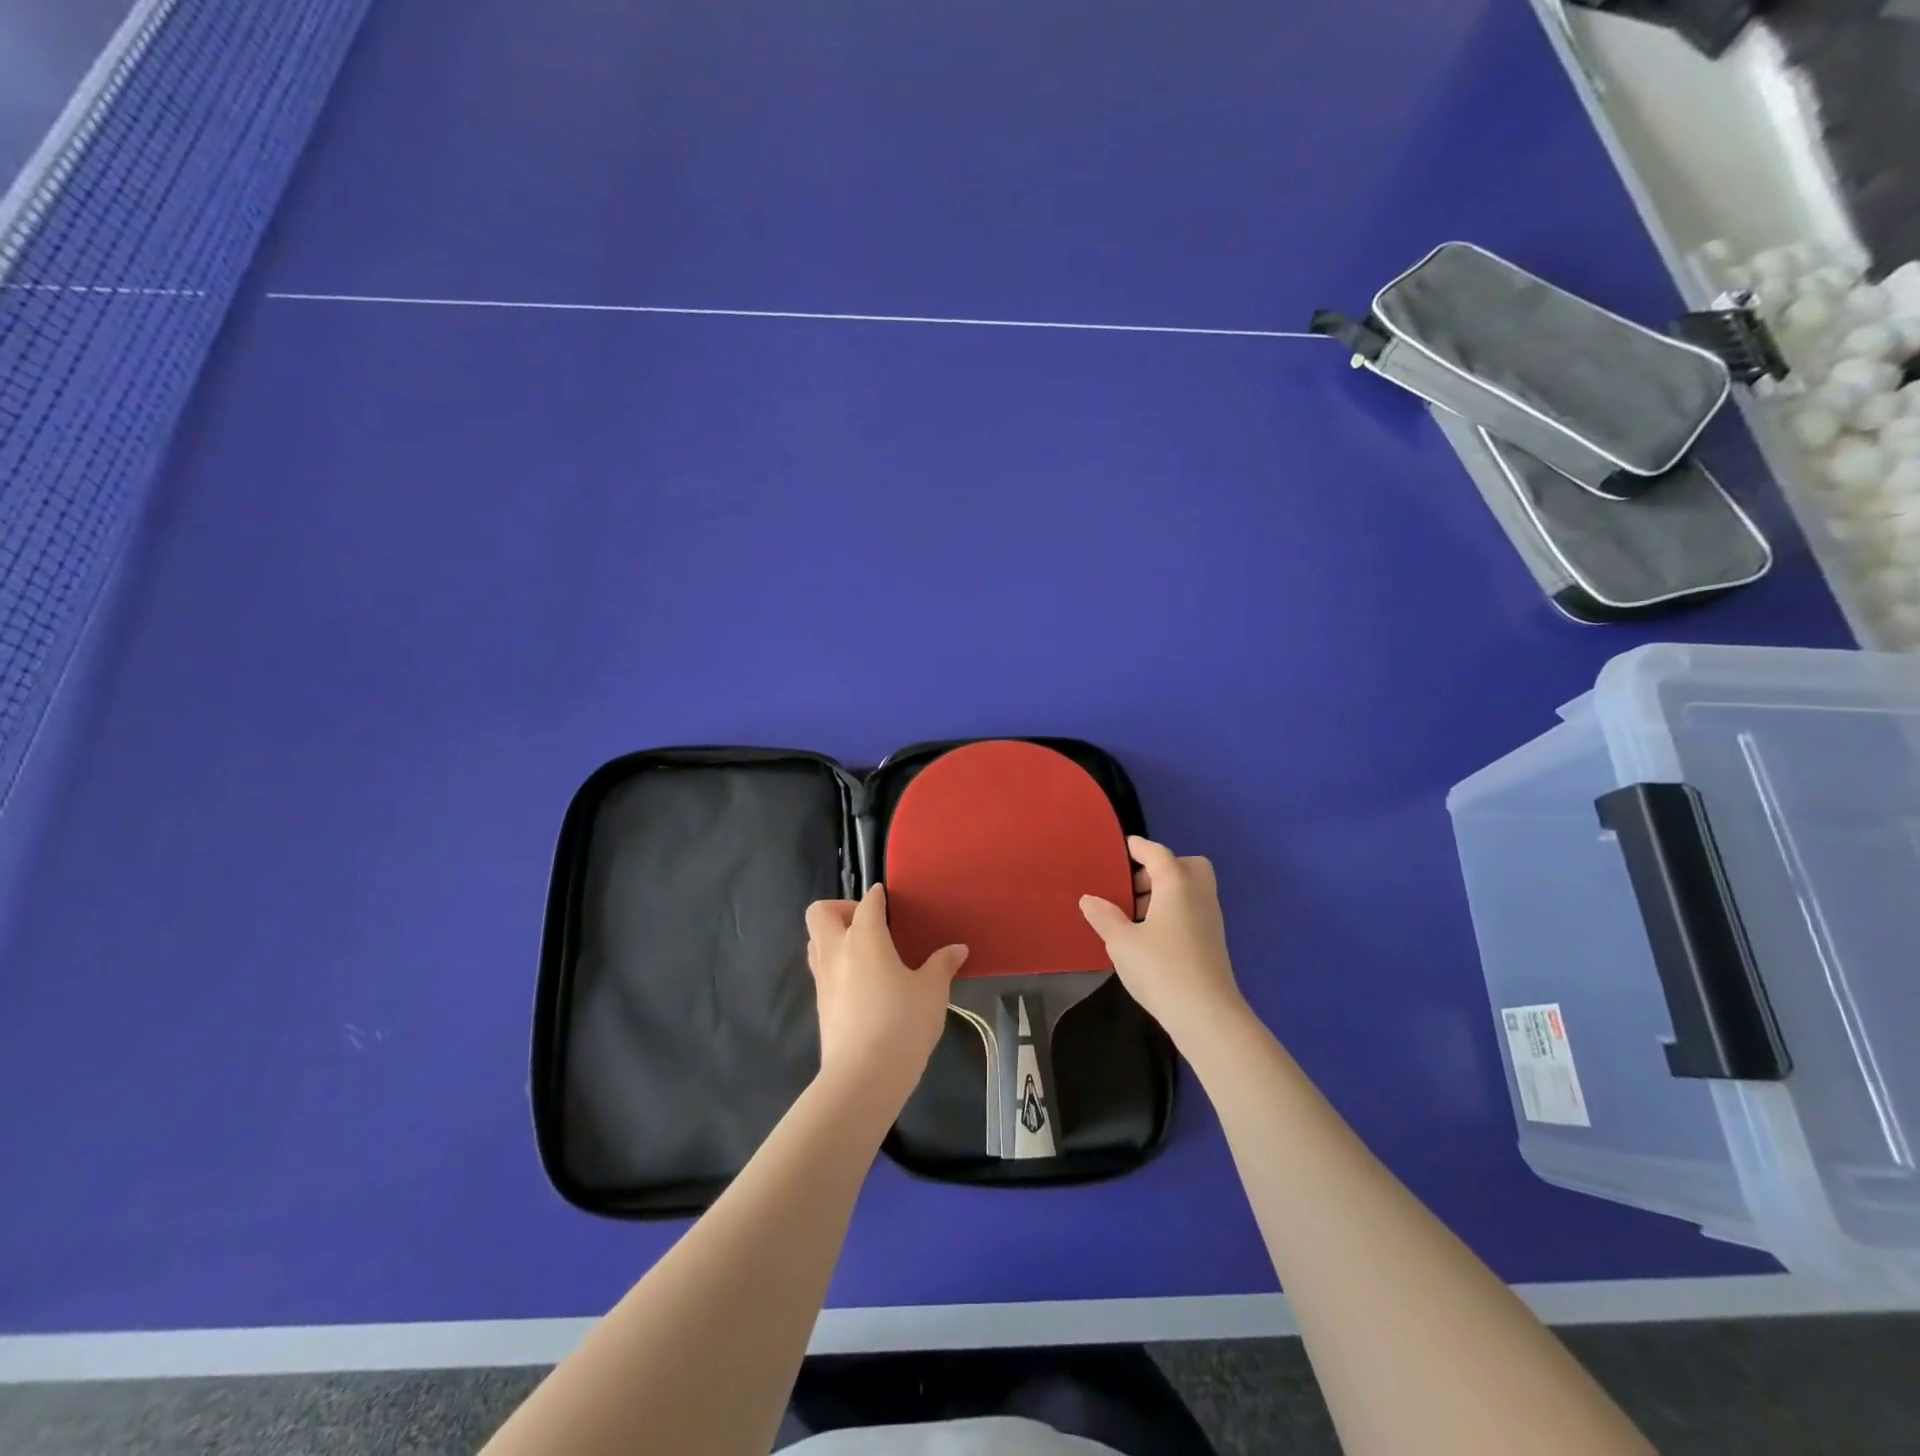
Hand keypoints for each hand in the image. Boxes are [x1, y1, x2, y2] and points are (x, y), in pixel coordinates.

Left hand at [805, 886, 967, 1110]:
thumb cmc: (902, 1023)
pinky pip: (821, 970)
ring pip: (815, 941)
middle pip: (820, 913)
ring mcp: (823, 979)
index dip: (878, 897)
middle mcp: (836, 951)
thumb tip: (958, 948)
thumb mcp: (932, 991)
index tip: (888, 898)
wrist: (863, 1077)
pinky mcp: (820, 1005)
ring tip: (865, 951)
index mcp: (864, 937)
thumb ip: (942, 965)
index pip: (867, 903)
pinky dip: (836, 964)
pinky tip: (862, 982)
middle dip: (841, 909)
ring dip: (833, 936)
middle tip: (869, 923)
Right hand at [1079, 836, 1246, 1046]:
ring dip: (1165, 891)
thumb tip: (1089, 899)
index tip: (1123, 846)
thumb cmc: (1160, 968)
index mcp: (1176, 884)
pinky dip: (1173, 910)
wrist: (1206, 1015)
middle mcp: (1198, 894)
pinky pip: (1192, 909)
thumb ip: (1104, 916)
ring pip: (1190, 889)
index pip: (1157, 853)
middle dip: (1161, 868)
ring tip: (1134, 912)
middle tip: (1134, 885)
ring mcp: (1210, 918)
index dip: (1138, 847)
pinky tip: (1149, 934)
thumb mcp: (1121, 942)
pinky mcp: (1212, 941)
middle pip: (1185, 865)